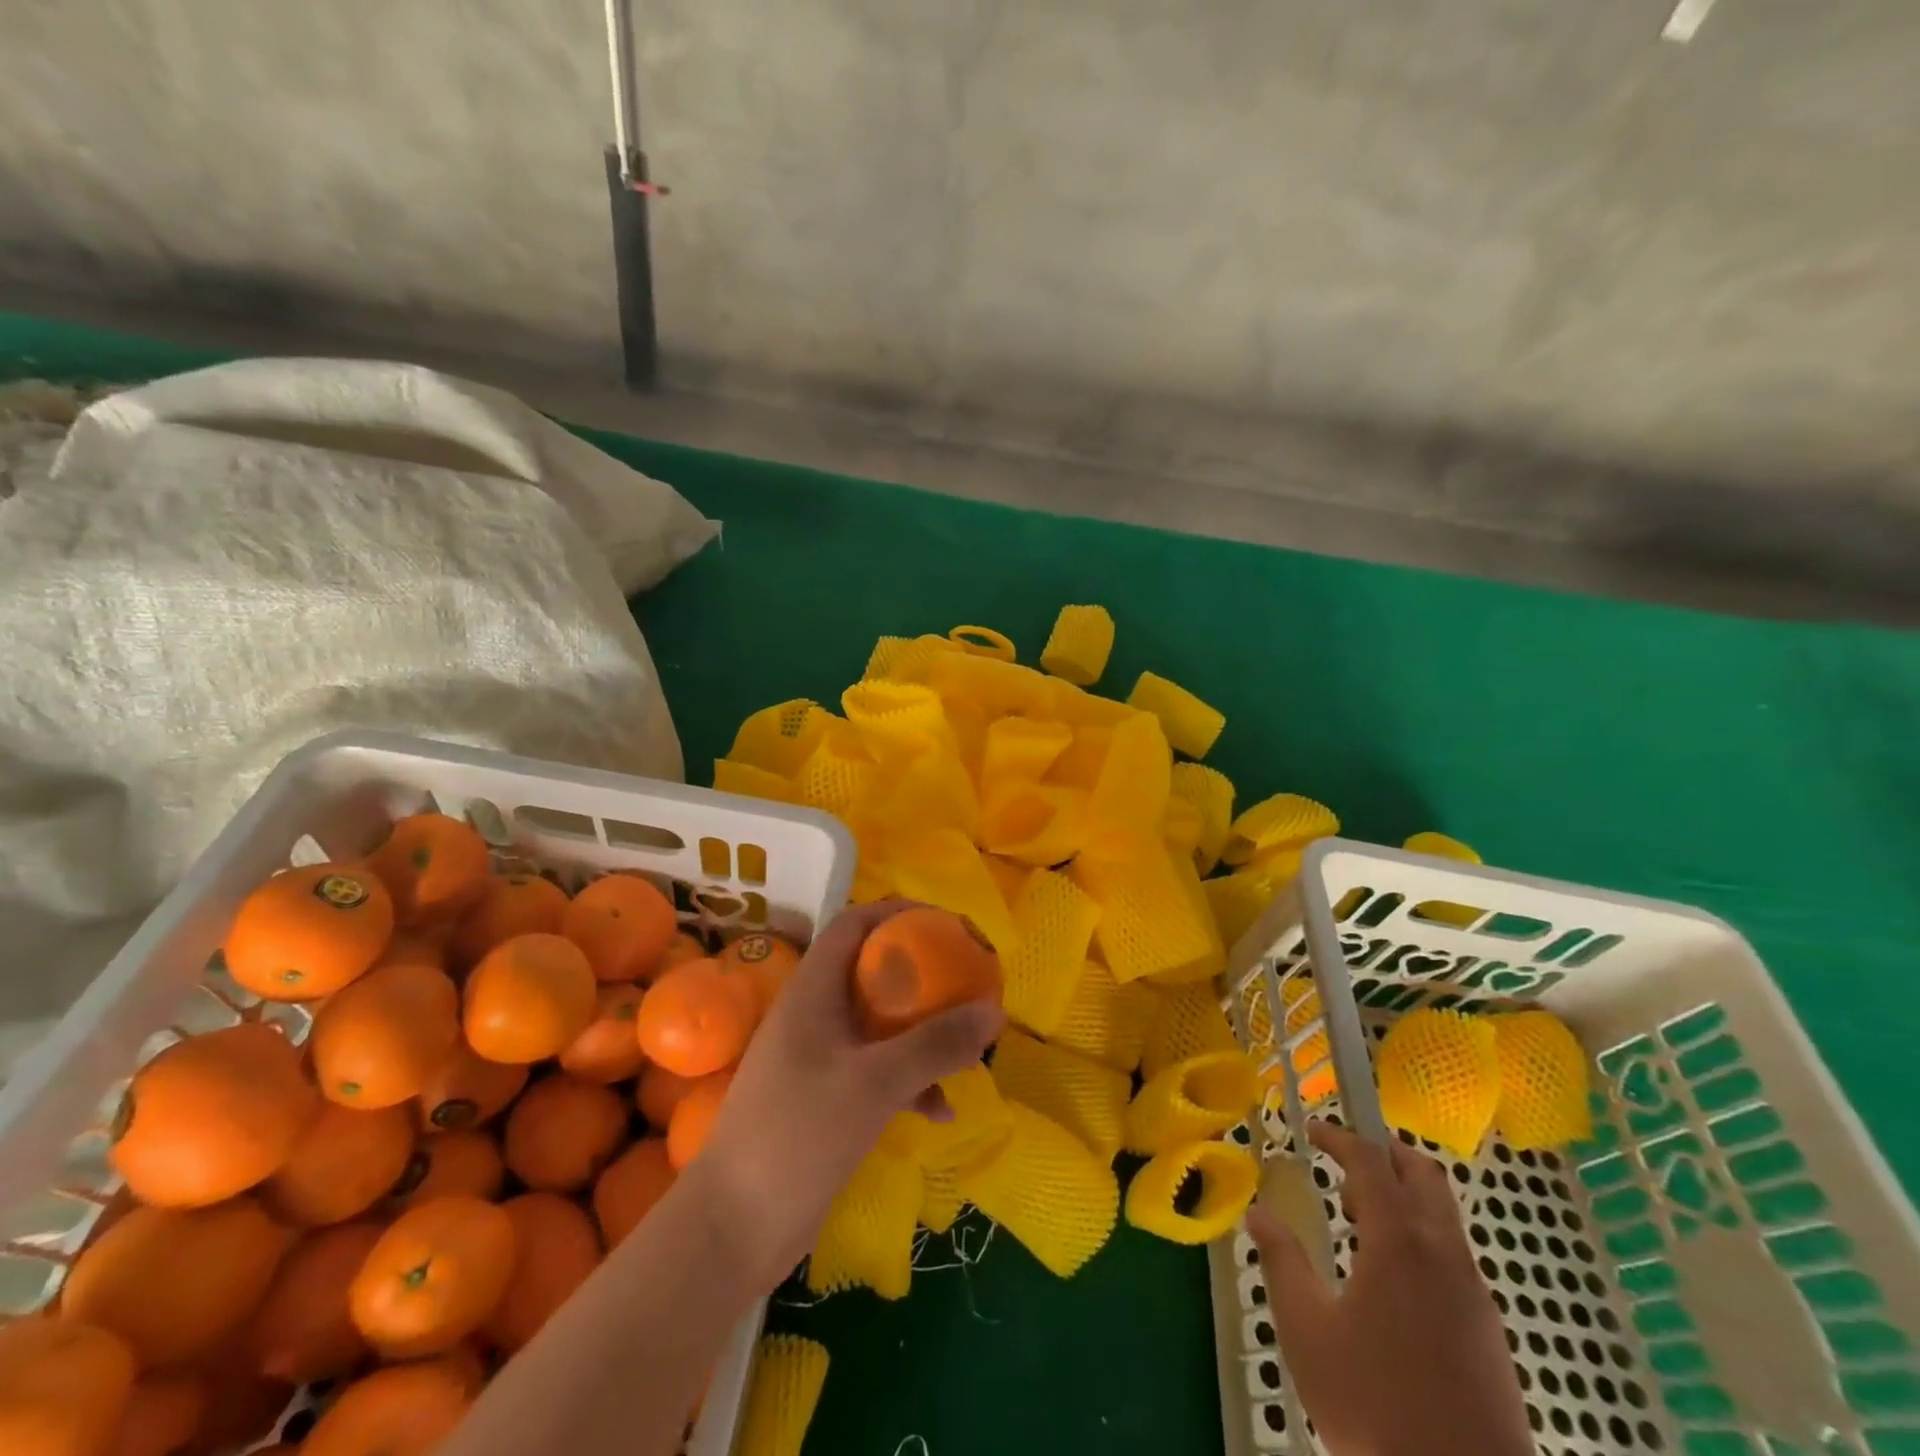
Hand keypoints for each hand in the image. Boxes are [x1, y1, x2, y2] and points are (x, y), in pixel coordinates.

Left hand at [692, 900, 1004, 1289]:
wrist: (733, 1230)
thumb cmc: (798, 1135)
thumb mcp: (875, 1083)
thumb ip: (936, 1044)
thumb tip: (994, 1011)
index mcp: (813, 992)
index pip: (852, 925)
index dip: (896, 913)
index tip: (944, 923)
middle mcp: (814, 1016)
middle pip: (873, 973)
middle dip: (922, 976)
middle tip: (966, 983)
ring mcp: (818, 1059)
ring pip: (880, 1026)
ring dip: (922, 1033)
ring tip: (967, 1049)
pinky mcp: (825, 1100)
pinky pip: (877, 1073)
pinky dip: (910, 1081)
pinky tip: (940, 1111)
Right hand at [1246, 1123, 1532, 1455]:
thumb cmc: (1373, 1407)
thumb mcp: (1307, 1330)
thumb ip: (1282, 1261)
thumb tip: (1258, 1213)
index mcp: (1400, 1244)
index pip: (1372, 1163)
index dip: (1340, 1138)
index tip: (1312, 1130)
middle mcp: (1445, 1255)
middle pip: (1424, 1176)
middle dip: (1384, 1154)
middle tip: (1343, 1163)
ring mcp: (1475, 1295)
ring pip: (1443, 1216)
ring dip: (1402, 1197)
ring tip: (1355, 1221)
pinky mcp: (1489, 1332)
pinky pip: (1453, 1255)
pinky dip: (1418, 1236)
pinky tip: (1387, 1277)